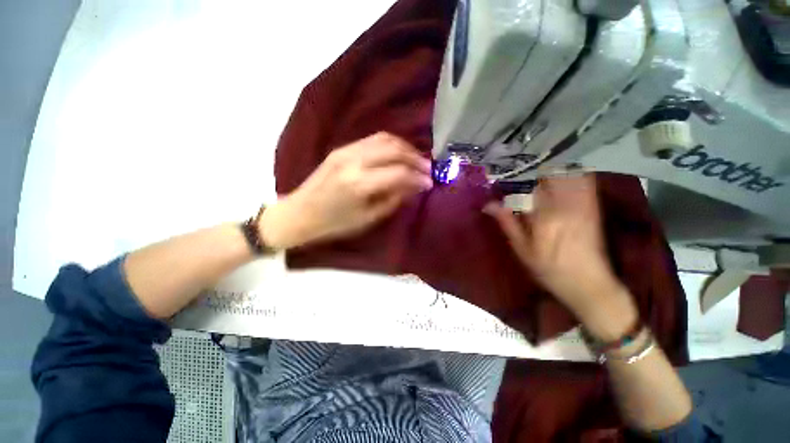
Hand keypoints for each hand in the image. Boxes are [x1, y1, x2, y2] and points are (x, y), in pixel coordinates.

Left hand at [260, 132, 432, 248]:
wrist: (299, 213)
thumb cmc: (334, 224)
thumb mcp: (368, 218)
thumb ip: (393, 199)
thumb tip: (414, 186)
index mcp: (359, 184)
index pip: (399, 173)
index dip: (418, 177)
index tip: (430, 183)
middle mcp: (353, 161)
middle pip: (394, 149)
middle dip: (416, 159)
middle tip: (428, 169)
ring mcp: (346, 150)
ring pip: (385, 139)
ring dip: (405, 148)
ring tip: (416, 160)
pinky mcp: (342, 148)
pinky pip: (373, 140)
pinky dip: (391, 145)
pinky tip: (398, 155)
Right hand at [485, 174, 635, 333]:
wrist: (590, 284)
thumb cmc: (549, 270)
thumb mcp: (522, 250)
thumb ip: (507, 223)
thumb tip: (488, 204)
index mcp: (543, 217)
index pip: (525, 186)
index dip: (511, 178)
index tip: (501, 176)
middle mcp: (565, 205)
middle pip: (546, 174)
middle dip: (530, 169)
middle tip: (517, 170)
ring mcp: (582, 203)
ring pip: (566, 172)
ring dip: (550, 167)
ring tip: (535, 170)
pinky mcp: (593, 206)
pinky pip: (584, 180)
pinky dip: (571, 172)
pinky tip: (559, 174)